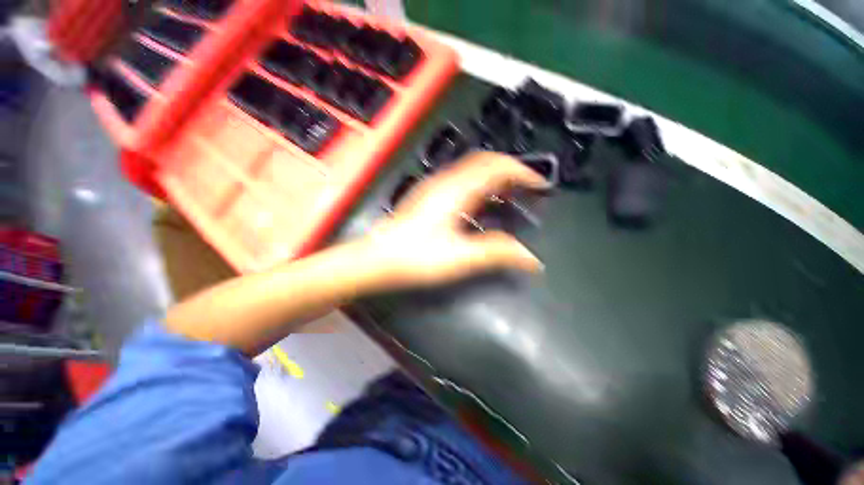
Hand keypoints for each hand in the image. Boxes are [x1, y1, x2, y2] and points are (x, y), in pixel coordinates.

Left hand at [363, 151, 546, 287]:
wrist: (378, 257)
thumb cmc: (415, 256)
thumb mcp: (460, 257)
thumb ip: (497, 253)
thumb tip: (529, 258)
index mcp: (455, 191)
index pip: (496, 167)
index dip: (523, 172)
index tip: (539, 184)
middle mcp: (445, 182)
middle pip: (485, 162)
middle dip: (511, 171)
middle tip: (527, 189)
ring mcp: (435, 187)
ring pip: (472, 170)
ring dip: (495, 178)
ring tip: (509, 196)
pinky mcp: (429, 196)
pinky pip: (461, 181)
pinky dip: (479, 186)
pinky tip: (481, 205)